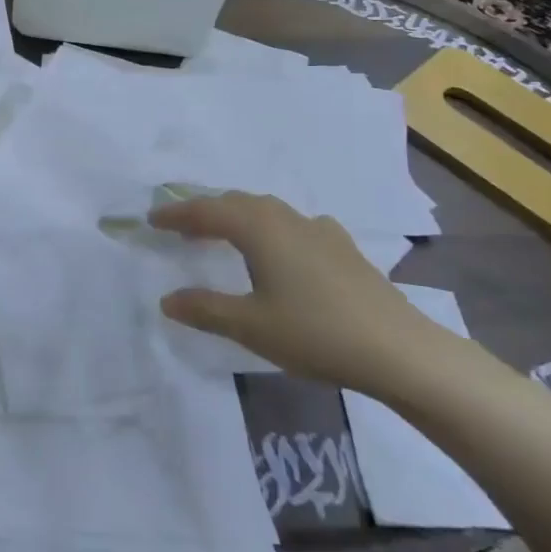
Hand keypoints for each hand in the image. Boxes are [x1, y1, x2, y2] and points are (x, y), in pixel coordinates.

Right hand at [151, 192, 456, 393]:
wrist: (398, 349)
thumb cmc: (315, 333)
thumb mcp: (251, 326)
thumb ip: (205, 309)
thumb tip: (167, 299)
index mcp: (258, 228)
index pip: (207, 211)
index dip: (177, 214)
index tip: (151, 220)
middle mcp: (285, 218)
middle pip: (236, 202)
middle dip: (205, 210)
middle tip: (181, 227)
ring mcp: (318, 229)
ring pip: (266, 209)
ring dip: (237, 216)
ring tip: (223, 234)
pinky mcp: (342, 246)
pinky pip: (292, 223)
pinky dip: (271, 227)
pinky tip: (281, 247)